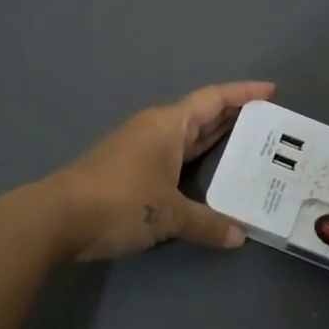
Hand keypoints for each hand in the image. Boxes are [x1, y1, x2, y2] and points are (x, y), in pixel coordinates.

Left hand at [46, 82, 275, 260]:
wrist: (56, 218)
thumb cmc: (118, 201)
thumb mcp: (168, 214)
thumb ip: (206, 223)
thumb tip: (239, 236)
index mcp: (168, 124)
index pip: (214, 99)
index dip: (244, 93)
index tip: (272, 92)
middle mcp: (155, 129)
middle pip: (202, 114)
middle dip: (235, 116)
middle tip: (269, 124)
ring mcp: (140, 148)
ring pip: (187, 135)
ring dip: (215, 138)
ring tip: (248, 146)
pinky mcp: (129, 169)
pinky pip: (174, 155)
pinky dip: (196, 159)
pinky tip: (208, 174)